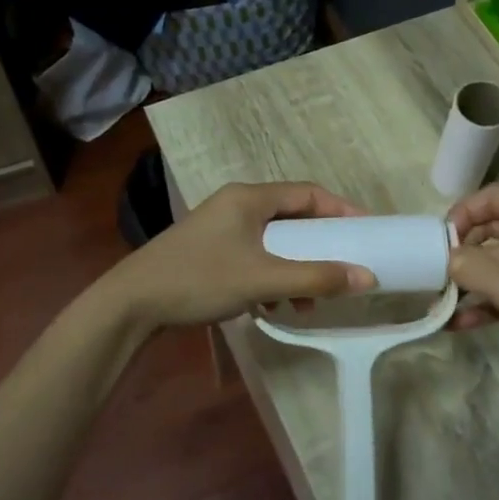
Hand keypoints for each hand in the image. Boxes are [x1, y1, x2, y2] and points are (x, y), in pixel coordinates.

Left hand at [108, 181, 374, 329]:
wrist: (132, 304)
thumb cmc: (199, 280)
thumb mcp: (263, 279)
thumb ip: (316, 278)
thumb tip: (367, 277)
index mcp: (249, 198)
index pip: (308, 193)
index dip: (340, 210)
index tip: (366, 232)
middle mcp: (236, 205)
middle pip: (291, 217)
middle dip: (318, 246)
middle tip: (343, 267)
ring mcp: (220, 228)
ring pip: (273, 241)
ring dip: (295, 268)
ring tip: (306, 302)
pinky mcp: (210, 251)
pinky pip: (254, 256)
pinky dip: (271, 276)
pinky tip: (273, 306)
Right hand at [446, 185, 498, 378]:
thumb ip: (471, 267)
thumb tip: (445, 258)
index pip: (497, 197)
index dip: (464, 212)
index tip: (440, 239)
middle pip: (497, 226)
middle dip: (465, 249)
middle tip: (437, 269)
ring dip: (473, 278)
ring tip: (443, 300)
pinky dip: (490, 298)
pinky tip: (462, 321)